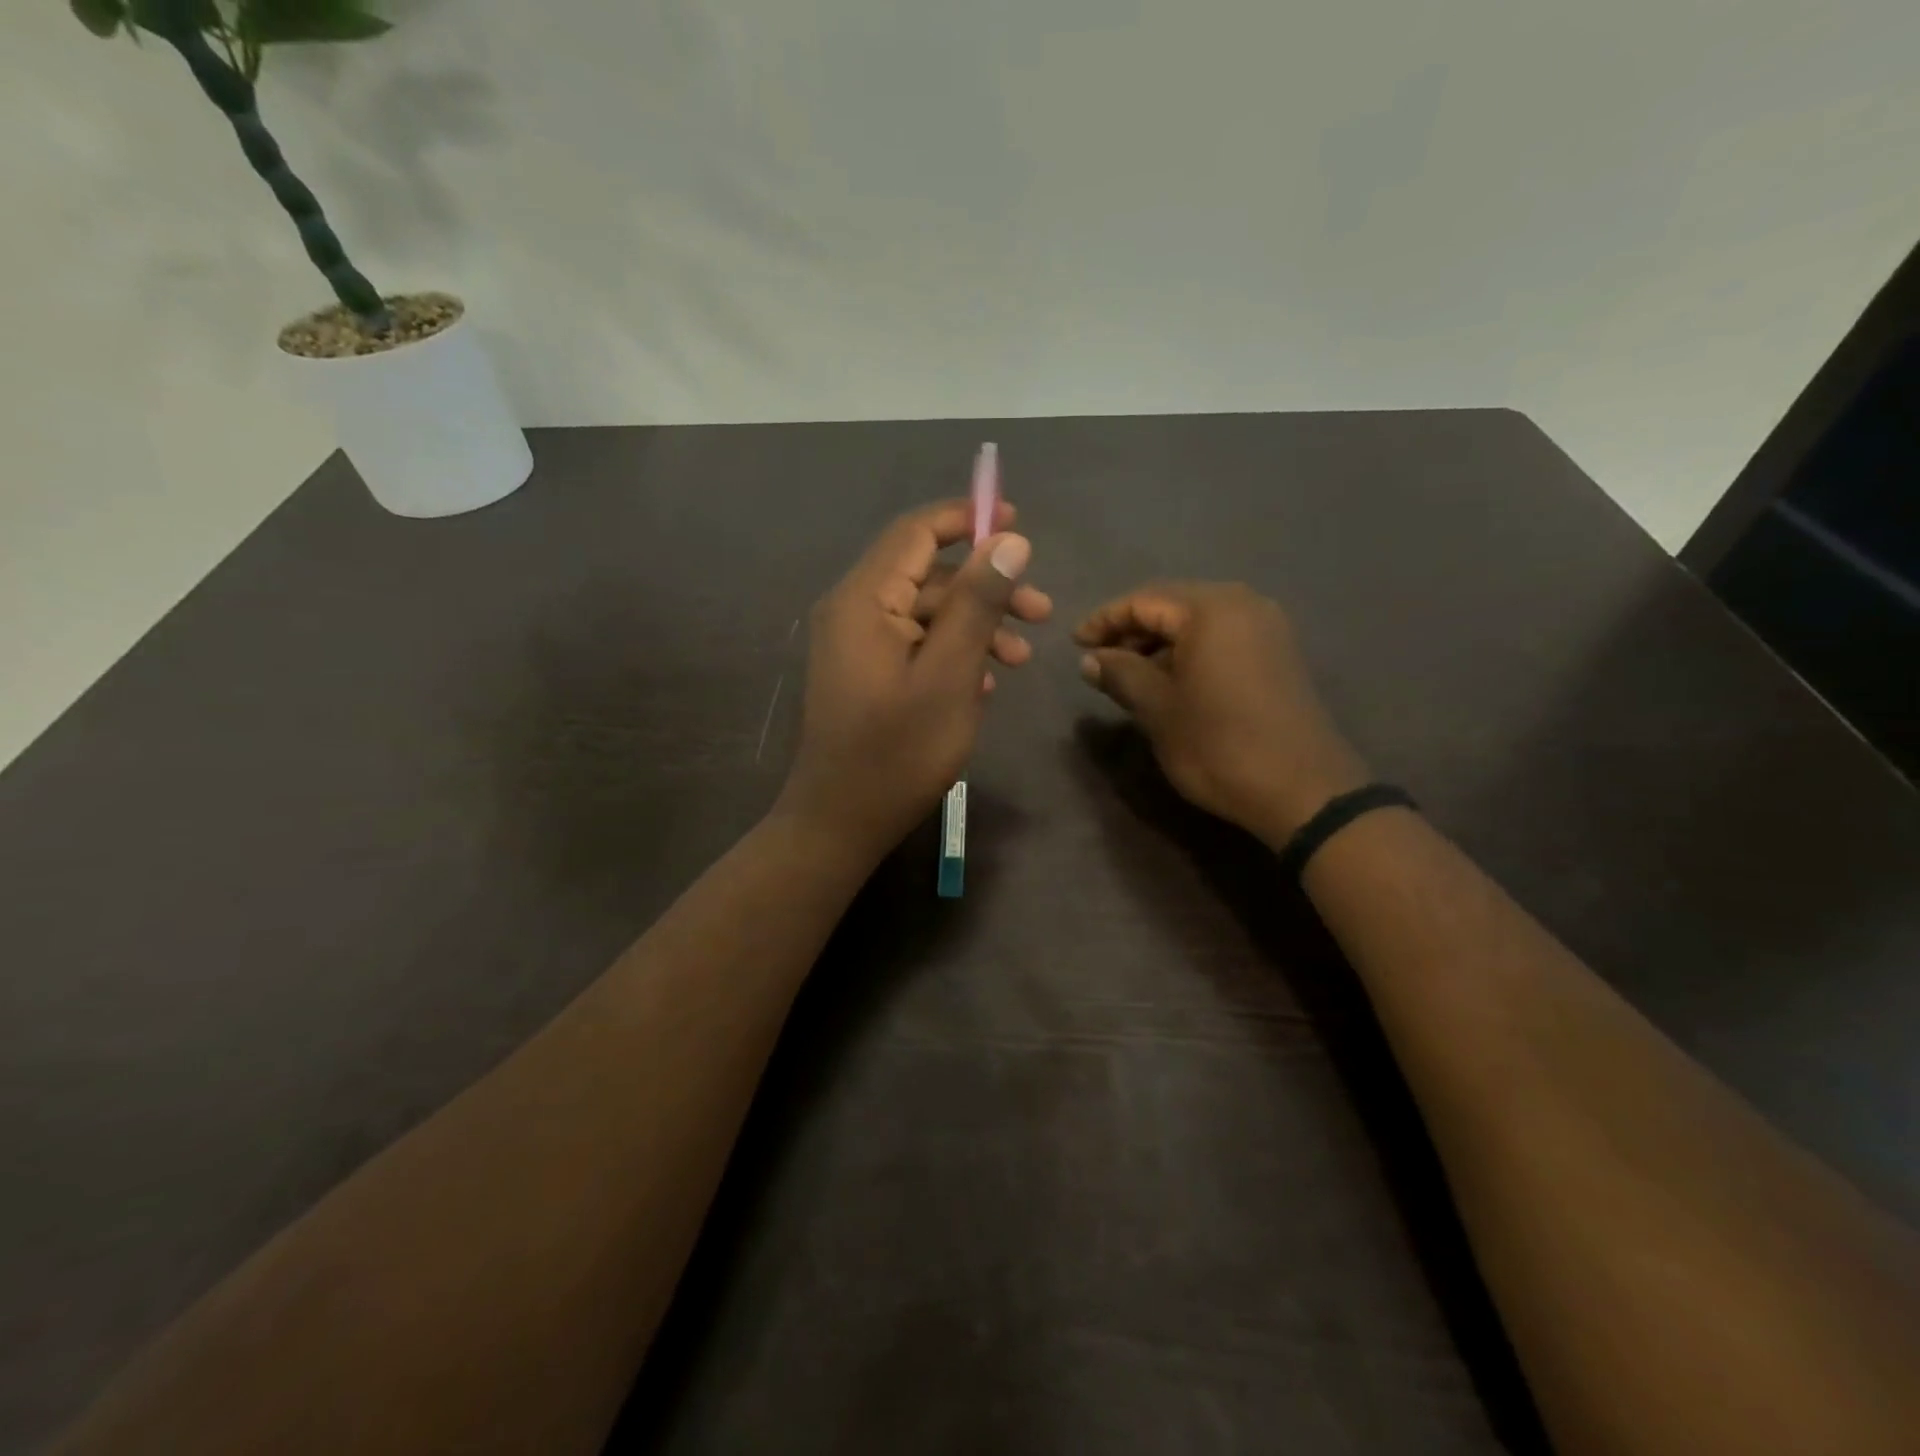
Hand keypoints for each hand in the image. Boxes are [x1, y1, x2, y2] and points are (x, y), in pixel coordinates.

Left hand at [776, 499, 1051, 864]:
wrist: (841, 821)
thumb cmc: (898, 751)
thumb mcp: (950, 674)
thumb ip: (978, 604)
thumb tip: (1009, 541)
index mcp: (864, 599)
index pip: (916, 532)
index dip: (967, 519)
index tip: (1017, 523)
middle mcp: (853, 610)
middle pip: (927, 575)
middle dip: (986, 589)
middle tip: (1041, 612)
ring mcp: (856, 644)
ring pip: (925, 613)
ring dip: (975, 626)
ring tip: (1021, 660)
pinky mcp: (864, 673)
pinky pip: (913, 645)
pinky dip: (951, 653)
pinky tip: (985, 683)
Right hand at [1074, 582, 1369, 846]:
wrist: (1302, 789)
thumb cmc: (1218, 744)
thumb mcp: (1157, 709)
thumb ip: (1120, 674)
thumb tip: (1091, 660)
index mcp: (1211, 609)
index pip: (1144, 600)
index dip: (1104, 621)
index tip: (1075, 644)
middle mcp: (1243, 604)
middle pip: (1173, 604)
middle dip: (1132, 629)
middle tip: (1099, 659)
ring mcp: (1266, 628)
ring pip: (1198, 622)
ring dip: (1160, 642)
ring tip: (1129, 674)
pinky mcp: (1277, 654)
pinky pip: (1221, 638)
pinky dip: (1189, 652)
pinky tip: (1170, 681)